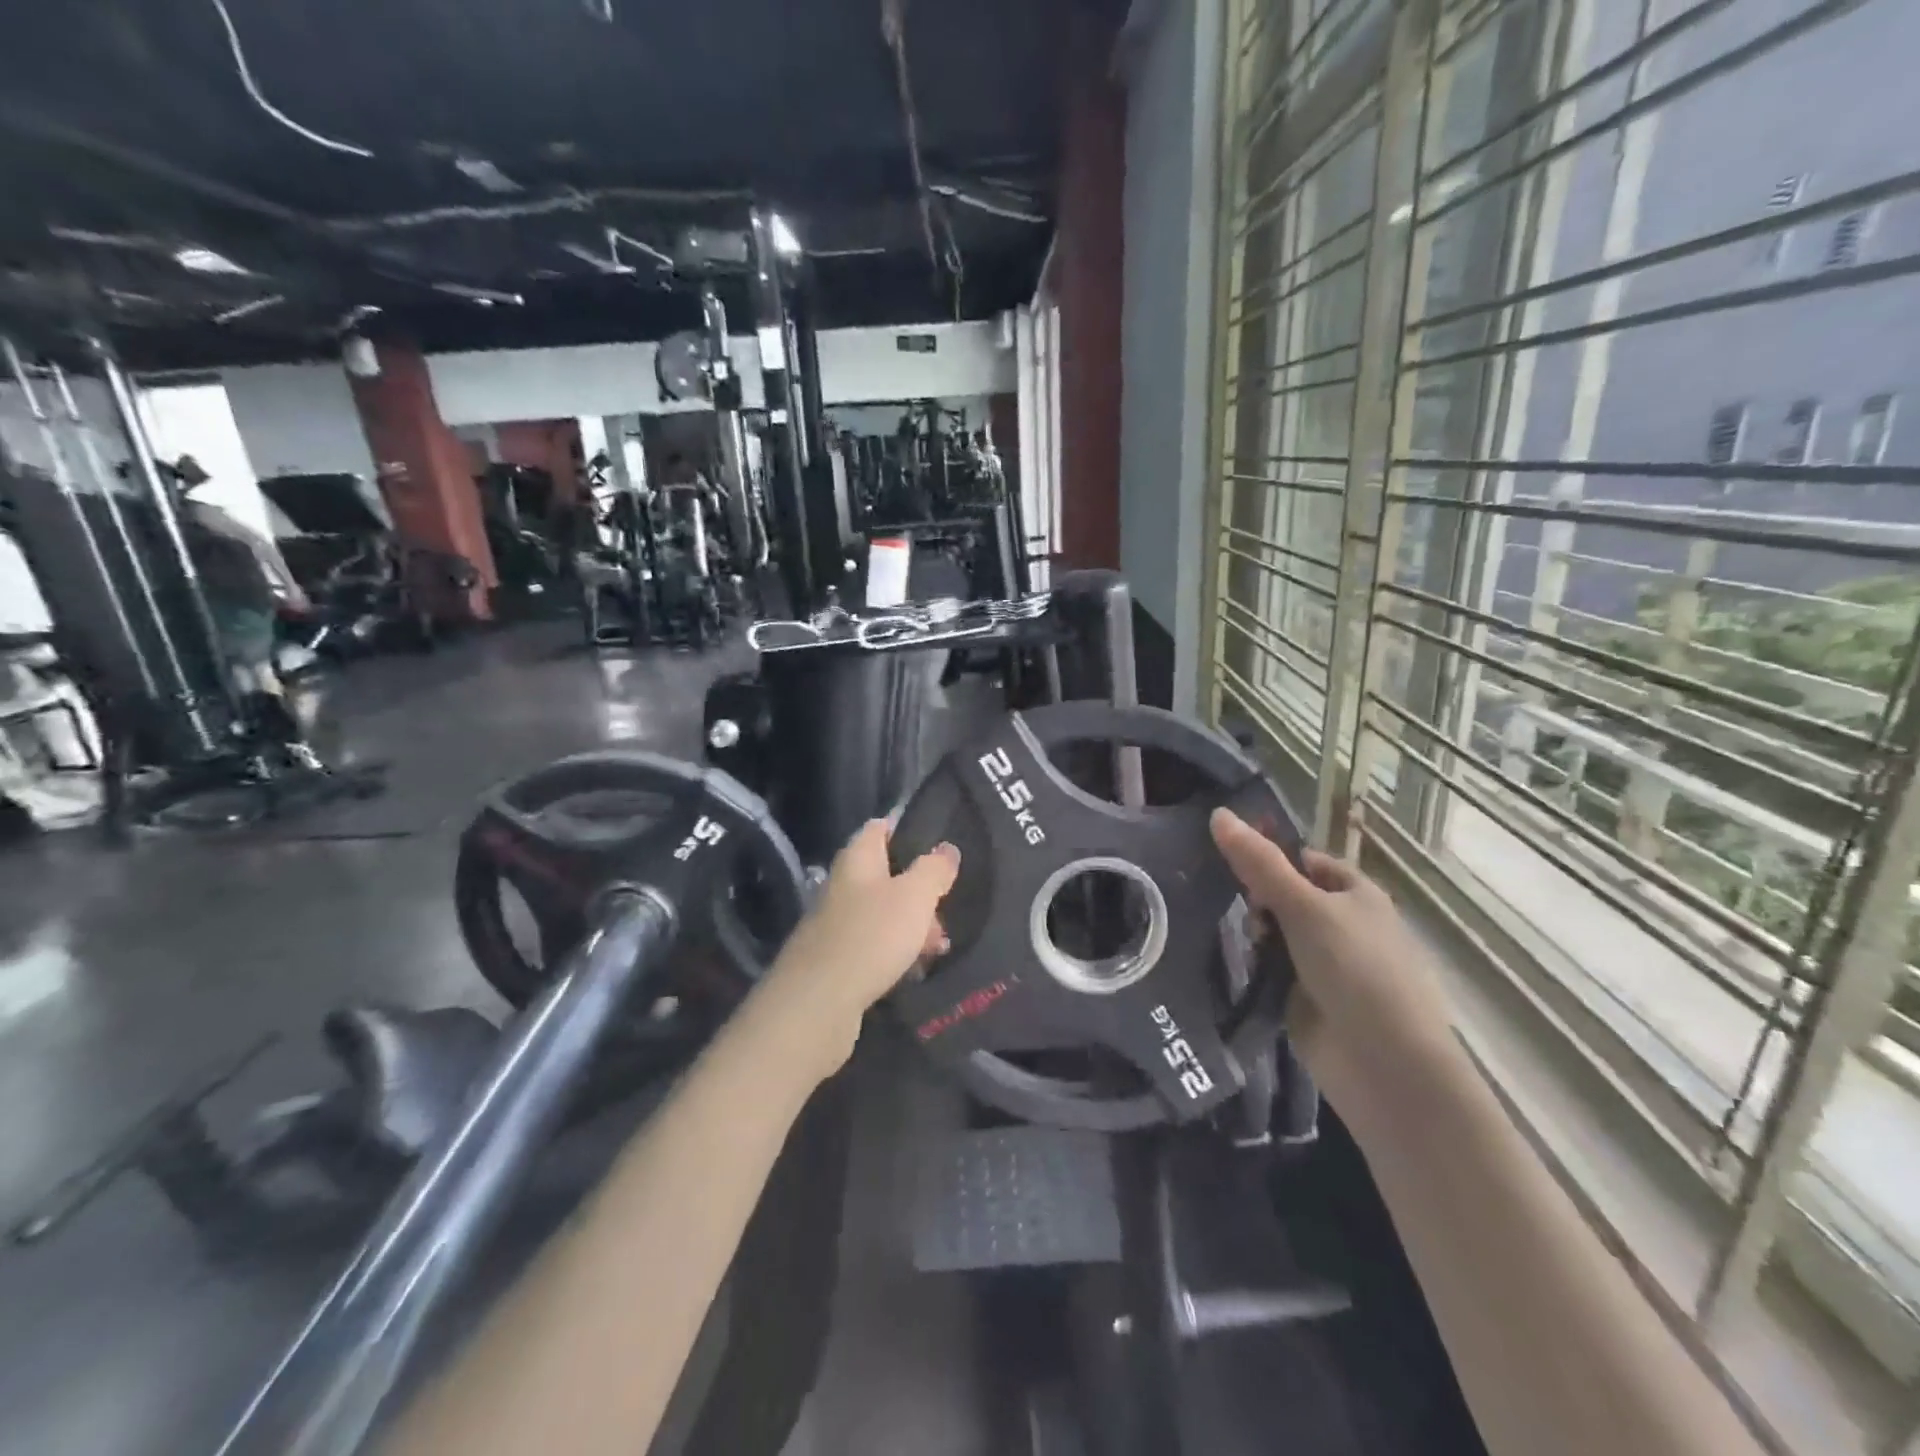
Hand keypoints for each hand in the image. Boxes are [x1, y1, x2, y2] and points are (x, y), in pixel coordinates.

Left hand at [753, 820, 960, 1078]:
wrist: (818, 1003)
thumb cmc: (872, 936)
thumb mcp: (915, 896)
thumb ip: (934, 869)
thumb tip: (947, 848)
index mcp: (857, 859)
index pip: (878, 828)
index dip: (905, 830)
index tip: (936, 843)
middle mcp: (842, 885)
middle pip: (885, 875)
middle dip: (918, 890)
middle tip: (945, 910)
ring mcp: (835, 924)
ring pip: (882, 913)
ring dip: (911, 925)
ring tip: (938, 947)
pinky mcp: (835, 960)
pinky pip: (873, 945)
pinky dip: (895, 952)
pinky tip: (913, 969)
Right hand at [1210, 808, 1455, 1106]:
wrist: (1383, 1063)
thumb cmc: (1355, 969)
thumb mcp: (1305, 907)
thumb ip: (1259, 863)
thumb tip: (1218, 813)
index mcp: (1355, 894)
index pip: (1304, 861)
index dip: (1270, 857)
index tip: (1231, 860)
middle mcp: (1341, 924)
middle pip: (1284, 896)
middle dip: (1256, 899)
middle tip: (1234, 905)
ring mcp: (1324, 963)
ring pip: (1274, 934)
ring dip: (1253, 935)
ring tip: (1233, 938)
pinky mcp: (1305, 997)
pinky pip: (1270, 969)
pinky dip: (1254, 966)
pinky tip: (1233, 964)